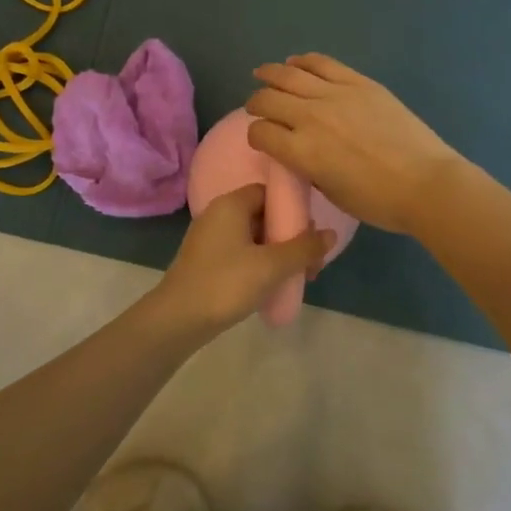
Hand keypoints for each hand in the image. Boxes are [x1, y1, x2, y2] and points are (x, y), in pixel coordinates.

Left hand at [147, 184, 335, 337]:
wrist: (178, 319)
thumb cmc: (226, 283)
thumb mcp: (271, 265)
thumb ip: (303, 248)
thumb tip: (331, 234)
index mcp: (231, 204)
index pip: (268, 191)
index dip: (292, 207)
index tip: (312, 230)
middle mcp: (218, 213)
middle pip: (263, 214)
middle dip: (290, 235)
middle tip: (311, 261)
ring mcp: (210, 238)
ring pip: (253, 236)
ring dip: (277, 252)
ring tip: (299, 276)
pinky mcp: (207, 260)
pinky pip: (241, 252)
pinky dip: (260, 262)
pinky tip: (274, 284)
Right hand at [245, 53, 466, 233]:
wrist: (426, 183)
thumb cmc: (379, 201)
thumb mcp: (331, 192)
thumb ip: (308, 169)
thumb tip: (300, 153)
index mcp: (301, 151)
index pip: (260, 133)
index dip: (255, 135)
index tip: (261, 139)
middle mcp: (310, 117)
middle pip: (267, 99)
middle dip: (256, 103)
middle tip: (257, 106)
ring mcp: (336, 95)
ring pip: (289, 74)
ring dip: (270, 74)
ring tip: (263, 74)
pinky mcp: (359, 83)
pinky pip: (323, 63)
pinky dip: (304, 61)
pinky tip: (296, 62)